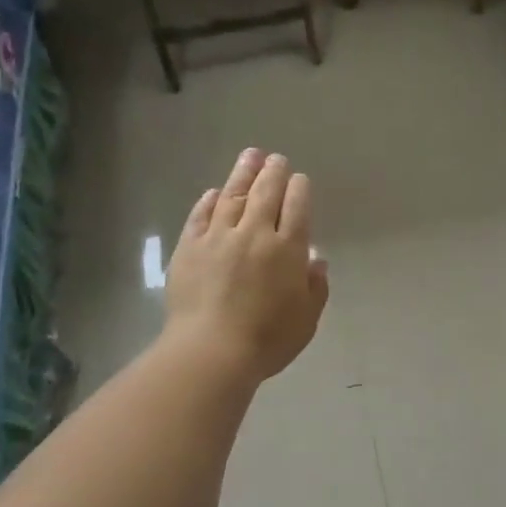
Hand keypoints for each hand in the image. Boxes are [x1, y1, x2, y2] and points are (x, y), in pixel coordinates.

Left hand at [166, 149, 329, 381]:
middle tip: (276, 158)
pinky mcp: (189, 248)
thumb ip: (315, 288)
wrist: (211, 351)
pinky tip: (213, 192)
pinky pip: (200, 216)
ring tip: (249, 156)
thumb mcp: (306, 319)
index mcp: (288, 250)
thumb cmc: (267, 339)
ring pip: (232, 196)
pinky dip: (208, 201)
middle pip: (266, 193)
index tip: (299, 179)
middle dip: (273, 172)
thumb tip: (316, 261)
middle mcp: (255, 234)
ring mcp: (218, 237)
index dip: (299, 189)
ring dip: (242, 174)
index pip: (297, 207)